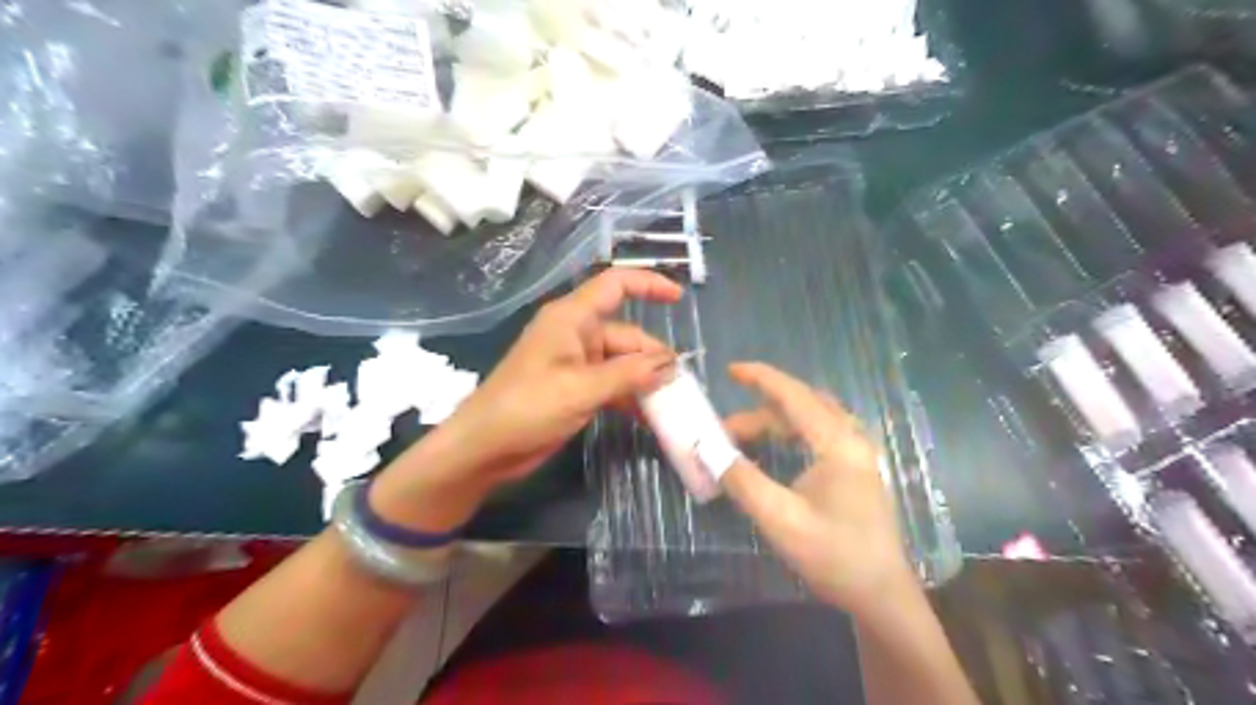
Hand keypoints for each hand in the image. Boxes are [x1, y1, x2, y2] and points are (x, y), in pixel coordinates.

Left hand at [390, 267, 684, 484]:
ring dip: (644, 380)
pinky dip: (629, 397)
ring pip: (622, 363)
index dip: (648, 284)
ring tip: (671, 404)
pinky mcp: (575, 388)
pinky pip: (612, 384)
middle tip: (680, 386)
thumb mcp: (581, 388)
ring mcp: (576, 363)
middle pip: (626, 334)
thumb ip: (629, 375)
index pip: (615, 285)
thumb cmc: (527, 407)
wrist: (484, 448)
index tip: (679, 299)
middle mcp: (576, 334)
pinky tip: (649, 417)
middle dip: (653, 356)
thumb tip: (672, 364)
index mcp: (572, 318)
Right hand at [721, 363, 918, 616]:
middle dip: (759, 410)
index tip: (730, 369)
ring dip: (773, 424)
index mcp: (838, 444)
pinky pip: (818, 435)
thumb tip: (707, 449)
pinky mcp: (855, 470)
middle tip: (723, 429)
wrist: (881, 595)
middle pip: (801, 406)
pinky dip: (789, 435)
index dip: (761, 378)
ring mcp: (856, 454)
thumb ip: (742, 480)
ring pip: (810, 420)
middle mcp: (851, 439)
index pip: (795, 396)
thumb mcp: (780, 519)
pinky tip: (771, 452)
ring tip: (739, 441)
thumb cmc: (834, 556)